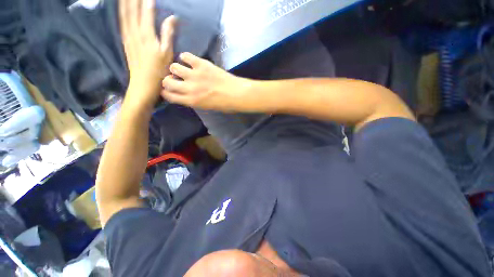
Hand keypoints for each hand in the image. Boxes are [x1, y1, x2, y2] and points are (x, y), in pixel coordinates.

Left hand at [120, 0, 176, 108]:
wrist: (143, 85)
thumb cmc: (159, 71)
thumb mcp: (167, 54)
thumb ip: (168, 34)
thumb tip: (172, 18)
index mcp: (147, 35)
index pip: (146, 11)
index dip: (146, 0)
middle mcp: (135, 33)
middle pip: (132, 10)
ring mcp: (128, 37)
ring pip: (124, 15)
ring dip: (124, 3)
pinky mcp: (125, 43)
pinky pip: (121, 23)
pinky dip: (121, 14)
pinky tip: (121, 9)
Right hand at [161, 53, 253, 111]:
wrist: (237, 94)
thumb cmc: (225, 104)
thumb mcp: (207, 107)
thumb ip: (194, 101)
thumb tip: (187, 94)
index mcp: (192, 101)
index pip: (169, 96)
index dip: (166, 92)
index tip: (167, 89)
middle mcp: (190, 88)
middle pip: (167, 81)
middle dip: (168, 80)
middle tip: (175, 78)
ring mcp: (195, 75)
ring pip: (174, 66)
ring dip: (176, 68)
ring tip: (184, 69)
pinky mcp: (201, 64)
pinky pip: (185, 56)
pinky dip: (186, 57)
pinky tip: (190, 61)